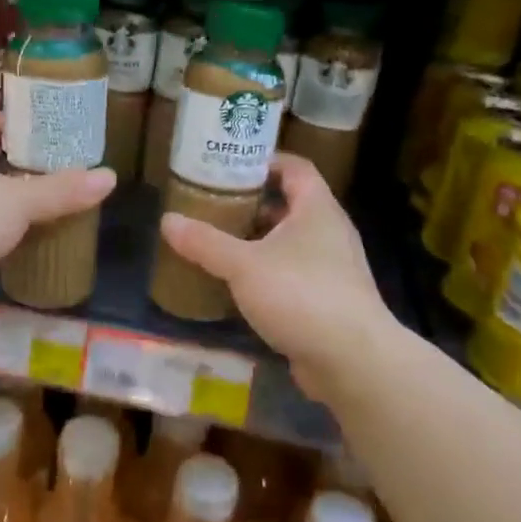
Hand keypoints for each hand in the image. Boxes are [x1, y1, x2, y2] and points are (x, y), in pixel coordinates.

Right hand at [159, 154, 394, 400]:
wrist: (353, 360)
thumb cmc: (301, 295)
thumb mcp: (244, 265)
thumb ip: (205, 242)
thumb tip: (167, 220)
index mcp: (316, 209)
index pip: (295, 167)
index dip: (265, 160)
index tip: (230, 164)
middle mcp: (329, 231)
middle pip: (290, 204)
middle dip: (252, 203)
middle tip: (214, 204)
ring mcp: (333, 267)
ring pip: (290, 242)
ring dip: (258, 240)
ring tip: (219, 242)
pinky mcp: (329, 300)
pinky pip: (293, 273)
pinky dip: (267, 272)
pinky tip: (239, 284)